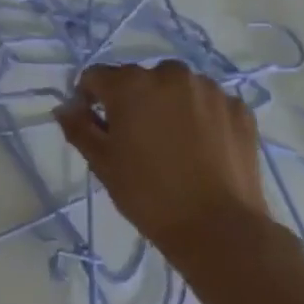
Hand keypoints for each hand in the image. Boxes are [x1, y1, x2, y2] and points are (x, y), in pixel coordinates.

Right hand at [54, 61, 270, 262]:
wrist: (218, 228)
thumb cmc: (148, 193)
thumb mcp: (102, 162)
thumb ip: (78, 127)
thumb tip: (64, 107)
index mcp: (131, 84)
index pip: (96, 76)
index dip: (89, 99)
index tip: (95, 128)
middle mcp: (171, 74)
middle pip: (139, 79)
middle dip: (131, 101)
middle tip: (134, 140)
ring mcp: (211, 90)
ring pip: (176, 89)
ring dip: (167, 105)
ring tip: (171, 144)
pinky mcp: (240, 109)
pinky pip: (208, 104)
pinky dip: (200, 117)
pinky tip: (200, 149)